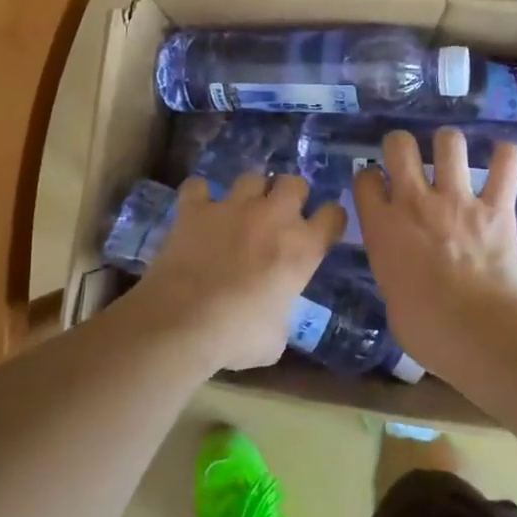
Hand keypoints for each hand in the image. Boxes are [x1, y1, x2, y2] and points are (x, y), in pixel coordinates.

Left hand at [129, 173, 345, 369]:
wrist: (183, 322)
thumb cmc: (237, 335)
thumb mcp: (275, 338)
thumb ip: (281, 314)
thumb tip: (272, 315)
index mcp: (302, 248)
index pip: (333, 215)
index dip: (328, 220)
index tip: (321, 229)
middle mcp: (273, 217)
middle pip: (294, 183)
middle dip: (290, 195)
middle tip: (278, 217)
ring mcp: (233, 207)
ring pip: (251, 178)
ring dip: (249, 193)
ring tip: (240, 211)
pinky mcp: (195, 208)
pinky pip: (198, 187)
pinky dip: (199, 196)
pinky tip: (197, 210)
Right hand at [351, 128, 516, 355]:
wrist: (482, 335)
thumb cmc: (428, 331)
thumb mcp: (391, 301)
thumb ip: (392, 270)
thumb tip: (403, 269)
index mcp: (382, 227)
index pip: (365, 179)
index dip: (369, 178)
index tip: (376, 186)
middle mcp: (415, 203)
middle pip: (399, 145)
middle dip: (401, 145)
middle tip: (408, 159)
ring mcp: (458, 201)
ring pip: (449, 143)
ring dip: (448, 145)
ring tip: (452, 157)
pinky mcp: (497, 208)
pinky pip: (505, 165)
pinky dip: (504, 157)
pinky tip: (502, 158)